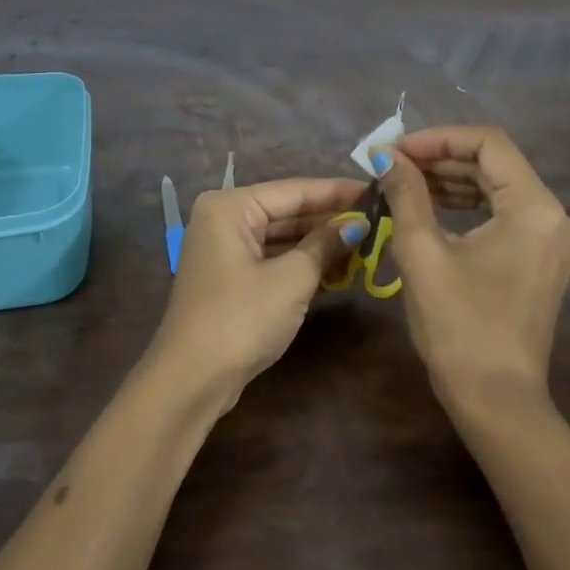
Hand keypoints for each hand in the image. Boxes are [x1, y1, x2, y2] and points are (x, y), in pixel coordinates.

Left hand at [148, 176, 369, 405]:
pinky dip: (303, 264)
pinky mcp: (231, 279)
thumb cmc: (241, 318)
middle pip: (287, 212)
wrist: (192, 380)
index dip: (337, 192)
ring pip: (282, 238)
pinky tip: (340, 268)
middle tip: (377, 219)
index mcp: (230, 207)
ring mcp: (225, 251)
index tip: (375, 189)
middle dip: (330, 220)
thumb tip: (358, 224)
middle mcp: (224, 220)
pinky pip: (273, 260)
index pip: (294, 190)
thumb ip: (325, 245)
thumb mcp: (292, 279)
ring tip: (367, 243)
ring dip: (320, 244)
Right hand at [373, 127, 569, 412]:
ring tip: (403, 182)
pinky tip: (430, 207)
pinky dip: (467, 206)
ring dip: (451, 181)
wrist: (495, 400)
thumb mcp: (423, 254)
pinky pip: (503, 215)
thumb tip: (387, 155)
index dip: (438, 138)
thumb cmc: (459, 326)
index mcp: (535, 208)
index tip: (396, 150)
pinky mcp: (542, 259)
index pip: (488, 144)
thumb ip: (407, 195)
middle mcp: (554, 216)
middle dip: (441, 159)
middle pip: (495, 164)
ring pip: (498, 189)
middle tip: (393, 165)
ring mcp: (552, 240)